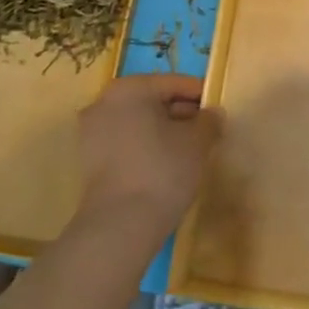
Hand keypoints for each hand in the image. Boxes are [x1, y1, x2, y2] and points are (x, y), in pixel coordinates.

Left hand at [77, 74, 218, 238]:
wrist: (121, 224)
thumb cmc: (163, 170)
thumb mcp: (198, 142)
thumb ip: (209, 121)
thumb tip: (212, 114)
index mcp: (130, 88)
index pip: (174, 83)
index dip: (201, 96)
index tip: (219, 111)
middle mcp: (104, 102)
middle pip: (153, 100)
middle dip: (181, 114)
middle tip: (207, 132)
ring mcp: (91, 132)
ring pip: (138, 122)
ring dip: (164, 131)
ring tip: (189, 151)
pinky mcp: (89, 160)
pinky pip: (125, 142)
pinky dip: (146, 147)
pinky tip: (166, 165)